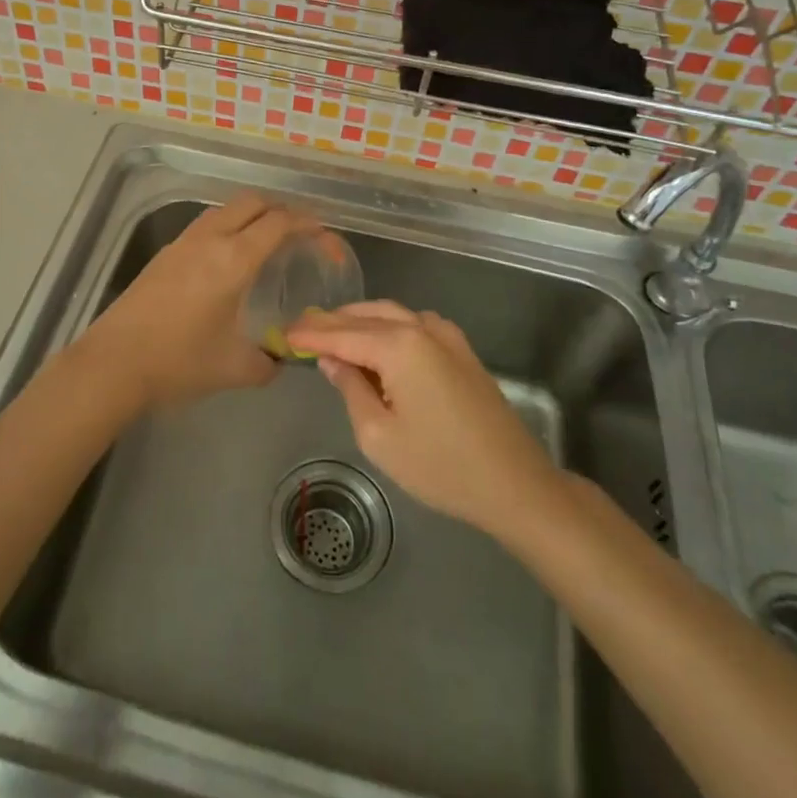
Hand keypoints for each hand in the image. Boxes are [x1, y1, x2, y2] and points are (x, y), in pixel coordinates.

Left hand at [77, 194, 312, 412]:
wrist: (113, 363)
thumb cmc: (179, 362)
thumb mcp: (235, 368)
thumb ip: (268, 361)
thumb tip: (282, 358)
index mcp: (234, 260)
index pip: (280, 223)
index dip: (310, 225)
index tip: (326, 239)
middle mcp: (210, 239)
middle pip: (253, 202)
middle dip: (283, 210)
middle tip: (301, 235)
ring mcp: (183, 242)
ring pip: (226, 209)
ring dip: (252, 215)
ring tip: (268, 242)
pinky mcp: (165, 253)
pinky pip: (206, 225)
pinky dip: (229, 227)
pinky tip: (229, 259)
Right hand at [286, 301, 556, 537]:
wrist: (513, 483)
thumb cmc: (440, 466)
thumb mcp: (379, 435)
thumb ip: (350, 388)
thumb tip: (333, 361)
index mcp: (399, 346)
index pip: (342, 334)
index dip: (310, 335)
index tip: (283, 334)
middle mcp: (422, 328)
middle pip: (366, 316)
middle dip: (332, 322)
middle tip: (301, 329)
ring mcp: (446, 336)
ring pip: (391, 315)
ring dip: (359, 320)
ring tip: (331, 333)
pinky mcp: (461, 350)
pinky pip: (414, 325)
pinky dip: (387, 326)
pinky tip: (376, 343)